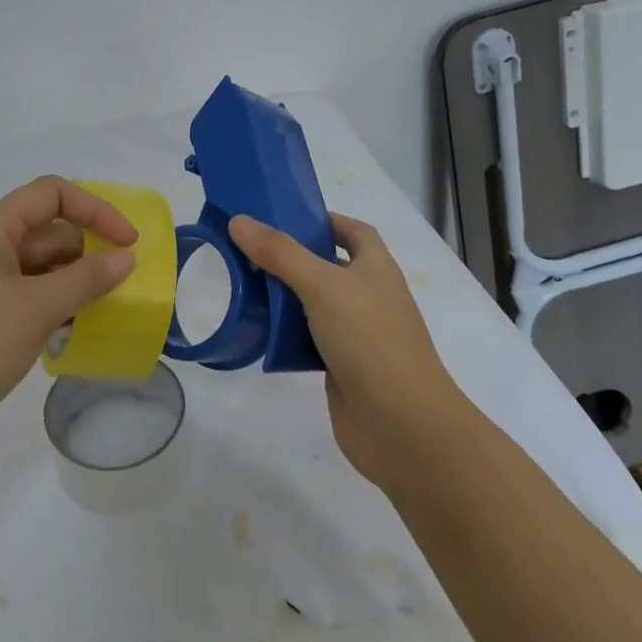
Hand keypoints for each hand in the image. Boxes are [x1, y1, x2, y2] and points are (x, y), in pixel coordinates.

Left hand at [0, 176, 138, 478]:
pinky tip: (70, 336)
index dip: (95, 210)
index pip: (50, 194)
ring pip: (34, 271)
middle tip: (122, 287)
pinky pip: (20, 302)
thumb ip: (85, 279)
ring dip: (70, 285)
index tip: (129, 244)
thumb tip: (125, 256)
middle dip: (86, 252)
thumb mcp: (33, 309)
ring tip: (104, 313)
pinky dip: (48, 310)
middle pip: (44, 232)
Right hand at [228, 212, 464, 488]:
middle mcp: (370, 297)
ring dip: (287, 297)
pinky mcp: (342, 368)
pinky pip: (310, 340)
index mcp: (376, 269)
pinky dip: (288, 334)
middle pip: (331, 267)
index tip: (284, 216)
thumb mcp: (322, 286)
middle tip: (250, 251)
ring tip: (246, 286)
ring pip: (317, 305)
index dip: (325, 220)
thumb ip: (280, 253)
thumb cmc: (370, 340)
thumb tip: (240, 220)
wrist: (401, 425)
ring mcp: (358, 335)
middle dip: (295, 258)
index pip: (355, 231)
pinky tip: (260, 332)